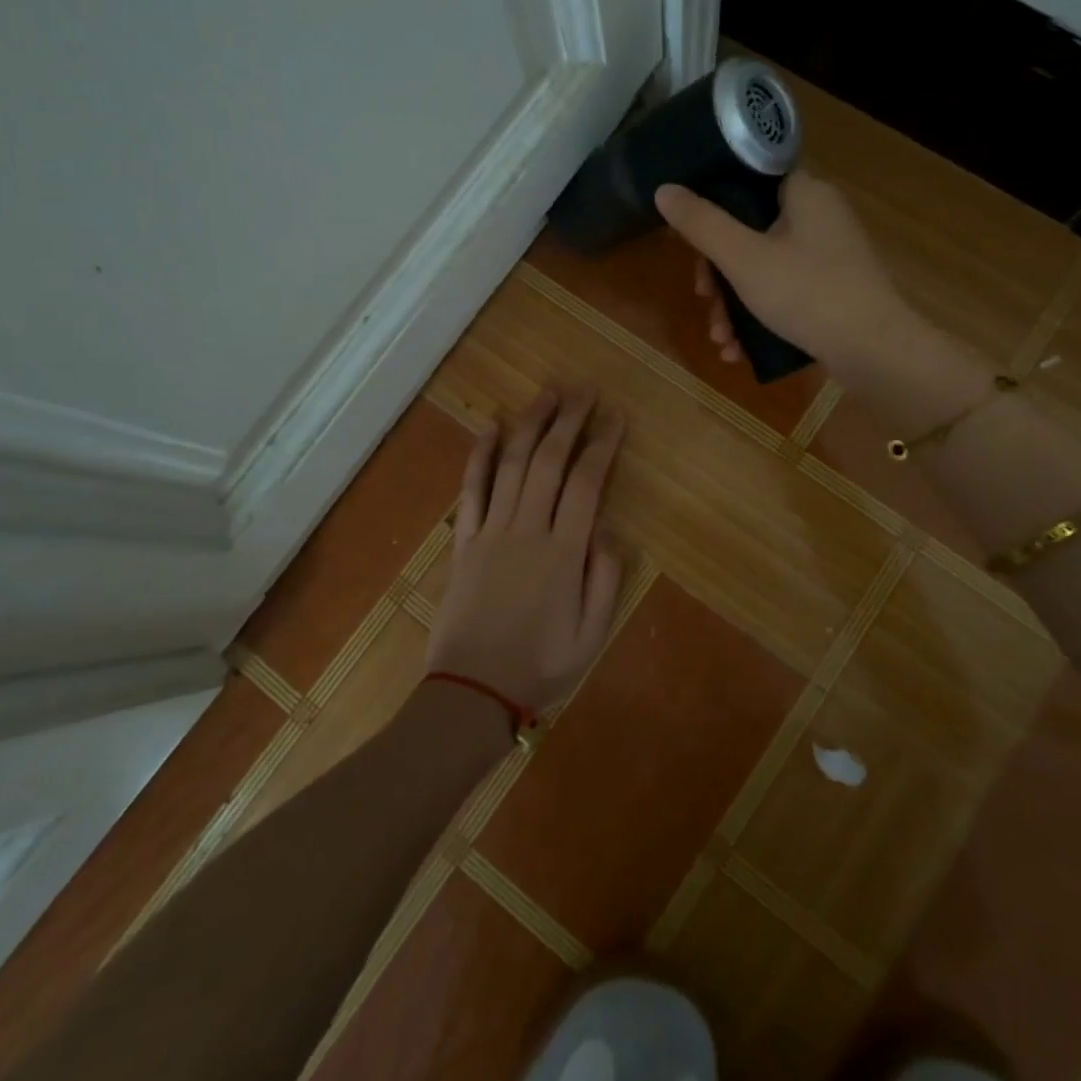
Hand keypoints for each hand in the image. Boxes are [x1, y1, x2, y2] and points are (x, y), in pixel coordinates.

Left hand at [426, 388, 625, 713]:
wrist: (471, 692)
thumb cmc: (539, 665)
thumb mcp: (592, 634)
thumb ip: (605, 578)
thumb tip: (606, 528)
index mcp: (563, 552)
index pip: (587, 483)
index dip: (603, 444)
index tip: (616, 416)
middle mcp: (527, 529)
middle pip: (551, 461)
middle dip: (570, 420)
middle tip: (584, 389)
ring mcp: (491, 531)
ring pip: (513, 464)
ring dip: (530, 425)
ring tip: (547, 393)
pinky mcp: (464, 540)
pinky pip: (471, 489)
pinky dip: (479, 455)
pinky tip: (490, 426)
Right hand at [655, 171, 913, 381]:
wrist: (875, 352)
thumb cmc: (807, 293)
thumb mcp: (743, 258)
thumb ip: (701, 224)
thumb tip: (664, 190)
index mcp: (804, 192)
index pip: (749, 178)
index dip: (712, 205)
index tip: (691, 240)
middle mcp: (820, 215)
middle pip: (751, 230)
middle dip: (719, 272)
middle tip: (704, 298)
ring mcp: (829, 255)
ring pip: (764, 267)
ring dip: (734, 303)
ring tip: (720, 338)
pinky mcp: (834, 289)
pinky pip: (785, 292)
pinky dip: (759, 315)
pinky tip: (740, 350)